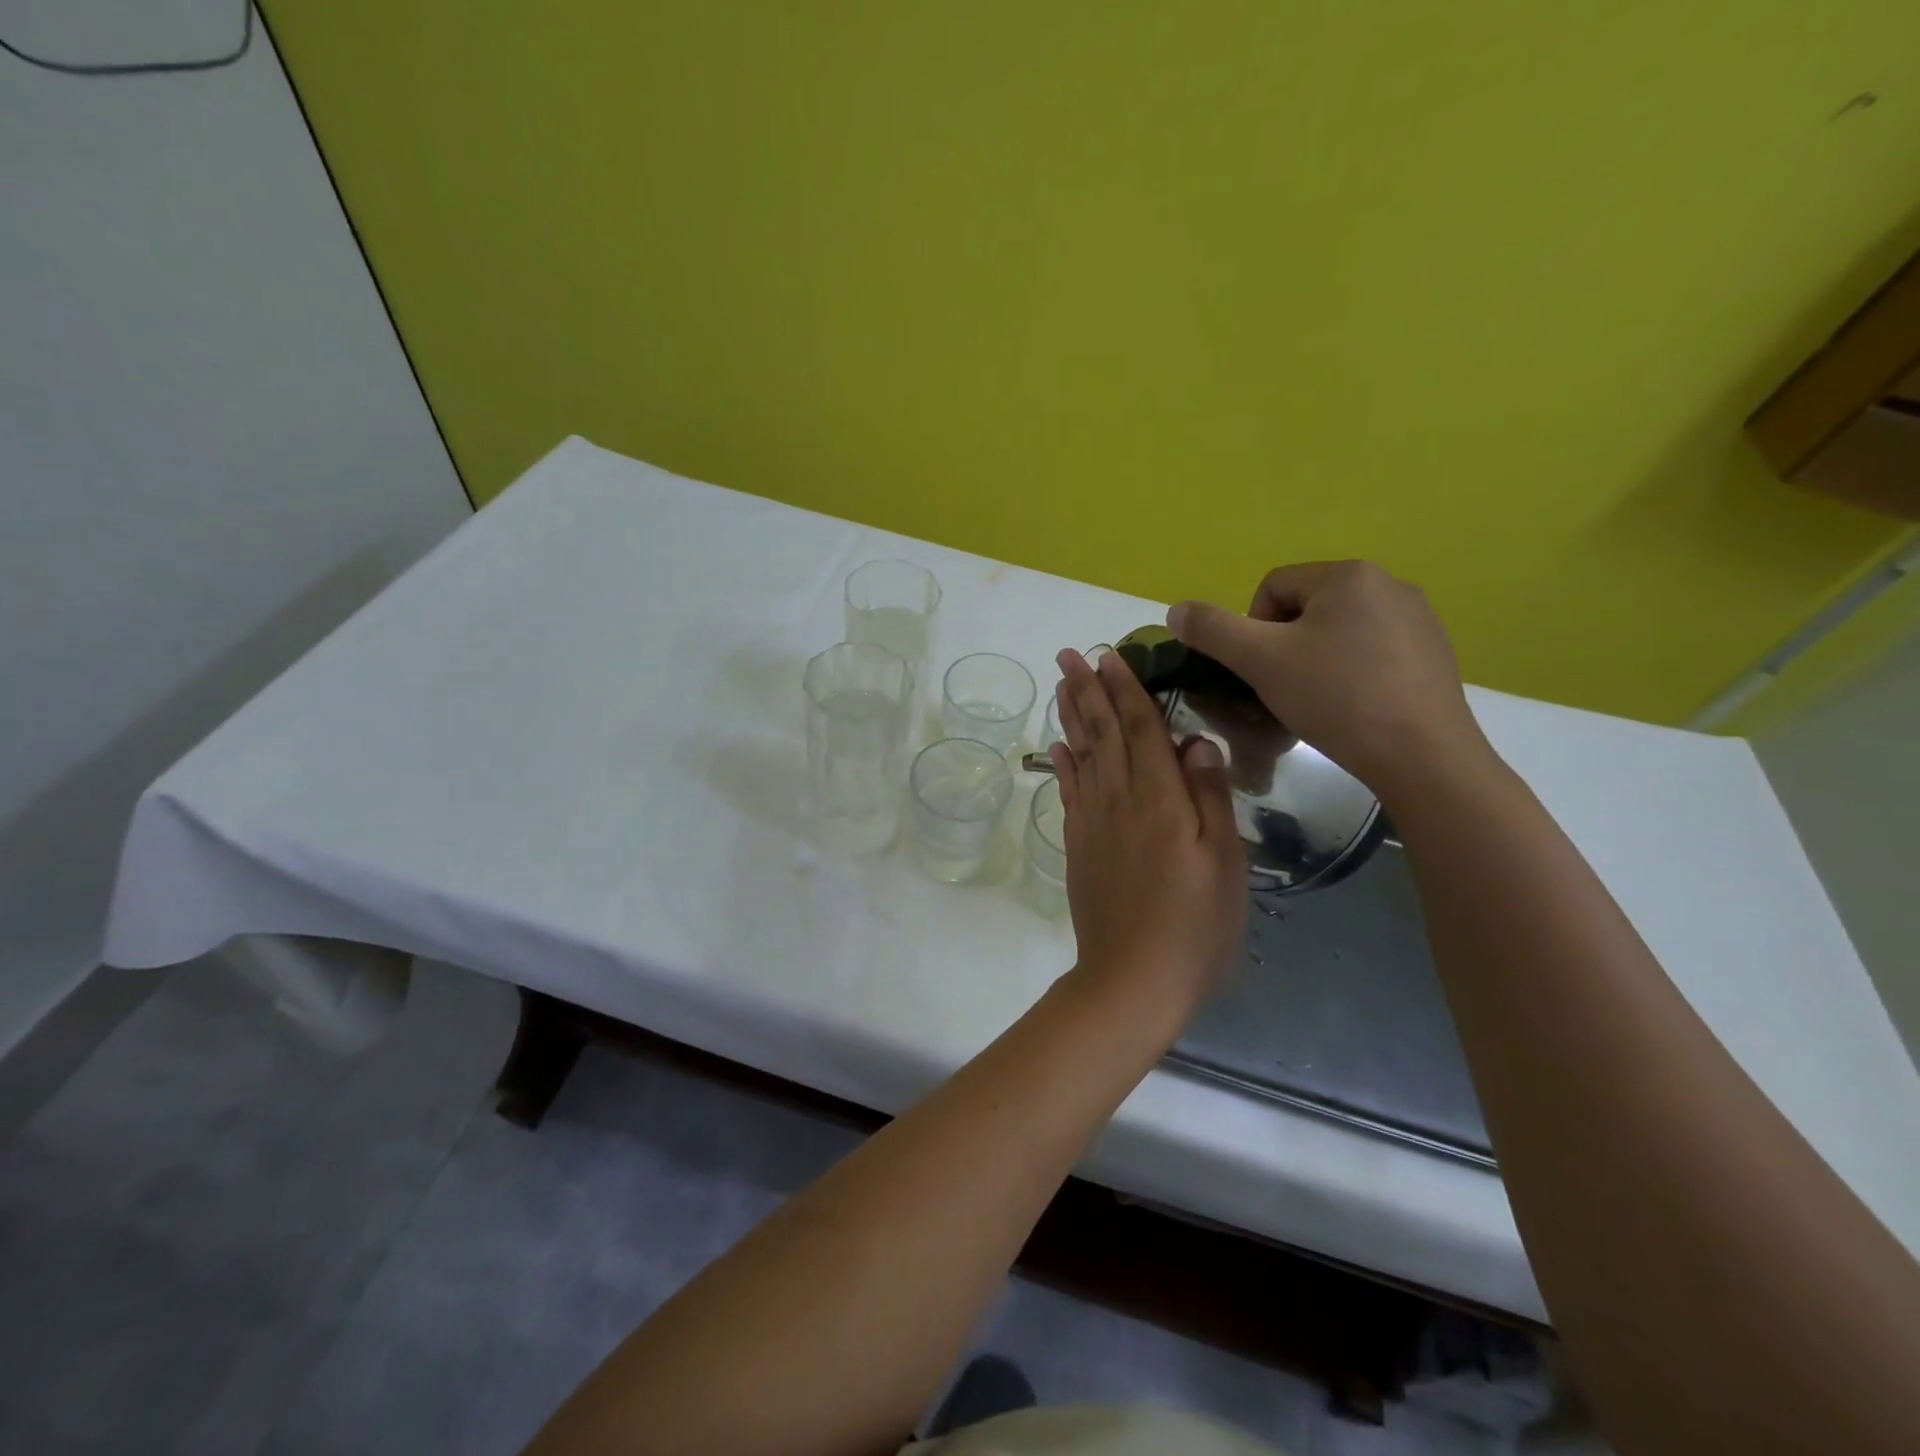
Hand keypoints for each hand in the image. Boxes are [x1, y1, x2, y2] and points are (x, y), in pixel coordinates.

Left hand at [1048, 647, 1246, 1015]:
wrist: (1133, 977)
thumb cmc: (1195, 924)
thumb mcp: (1225, 862)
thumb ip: (1210, 797)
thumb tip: (1196, 741)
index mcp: (1161, 799)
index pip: (1142, 729)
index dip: (1126, 690)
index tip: (1110, 656)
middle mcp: (1120, 799)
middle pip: (1103, 733)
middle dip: (1087, 690)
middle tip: (1069, 654)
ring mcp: (1093, 822)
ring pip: (1082, 755)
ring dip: (1071, 716)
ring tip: (1060, 685)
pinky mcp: (1078, 845)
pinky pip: (1068, 791)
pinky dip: (1063, 762)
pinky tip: (1058, 746)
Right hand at [1166, 560, 1490, 804]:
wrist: (1422, 755)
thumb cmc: (1336, 697)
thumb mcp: (1260, 661)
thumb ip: (1213, 630)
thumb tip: (1176, 611)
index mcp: (1348, 575)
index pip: (1272, 588)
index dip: (1252, 630)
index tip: (1261, 672)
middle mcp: (1389, 584)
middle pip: (1305, 609)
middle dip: (1284, 648)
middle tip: (1284, 690)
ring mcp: (1418, 619)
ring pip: (1338, 633)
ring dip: (1315, 662)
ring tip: (1317, 704)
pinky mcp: (1434, 654)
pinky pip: (1372, 653)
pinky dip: (1351, 675)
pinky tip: (1354, 709)